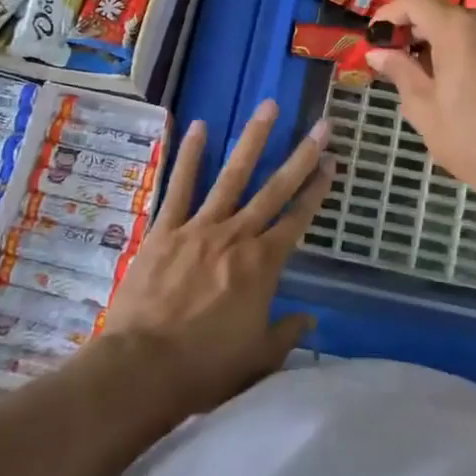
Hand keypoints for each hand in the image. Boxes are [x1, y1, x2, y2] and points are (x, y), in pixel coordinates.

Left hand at [104, 101, 330, 418]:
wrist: (143, 368)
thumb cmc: (205, 368)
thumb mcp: (257, 359)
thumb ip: (286, 334)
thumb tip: (310, 319)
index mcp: (262, 265)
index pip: (298, 219)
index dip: (317, 190)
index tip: (332, 162)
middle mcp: (236, 236)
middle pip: (274, 189)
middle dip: (301, 155)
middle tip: (321, 124)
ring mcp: (199, 227)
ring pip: (233, 175)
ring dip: (253, 139)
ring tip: (269, 107)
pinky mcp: (165, 229)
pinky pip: (179, 186)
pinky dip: (190, 155)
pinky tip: (200, 126)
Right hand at [367, 0, 475, 217]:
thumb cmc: (475, 141)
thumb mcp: (425, 110)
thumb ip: (400, 71)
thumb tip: (377, 52)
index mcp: (458, 27)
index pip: (414, 2)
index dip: (390, 15)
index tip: (376, 38)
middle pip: (445, 15)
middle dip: (421, 34)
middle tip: (404, 65)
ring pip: (474, 28)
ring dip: (452, 44)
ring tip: (443, 80)